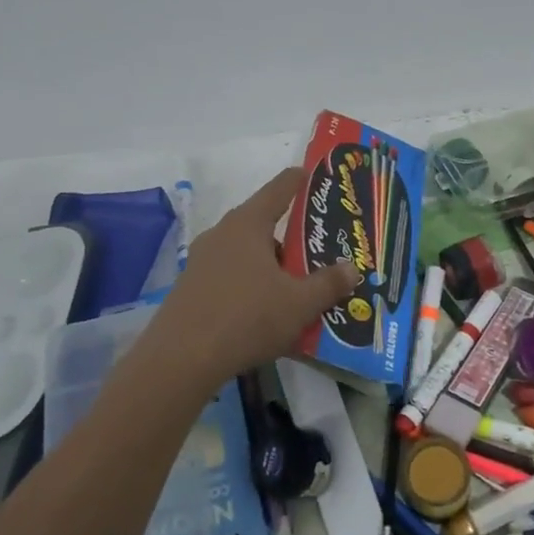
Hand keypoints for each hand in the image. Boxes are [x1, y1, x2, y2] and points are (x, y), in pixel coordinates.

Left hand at [142, 169, 358, 390]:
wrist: (181, 360)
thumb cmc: (247, 318)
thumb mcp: (299, 304)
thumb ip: (328, 284)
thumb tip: (352, 268)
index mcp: (248, 224)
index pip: (279, 188)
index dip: (299, 180)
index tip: (314, 175)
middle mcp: (222, 233)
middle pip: (262, 222)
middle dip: (290, 234)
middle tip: (317, 247)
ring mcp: (202, 260)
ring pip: (245, 252)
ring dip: (270, 263)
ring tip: (295, 284)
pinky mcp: (191, 287)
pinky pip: (230, 275)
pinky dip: (250, 283)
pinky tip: (264, 310)